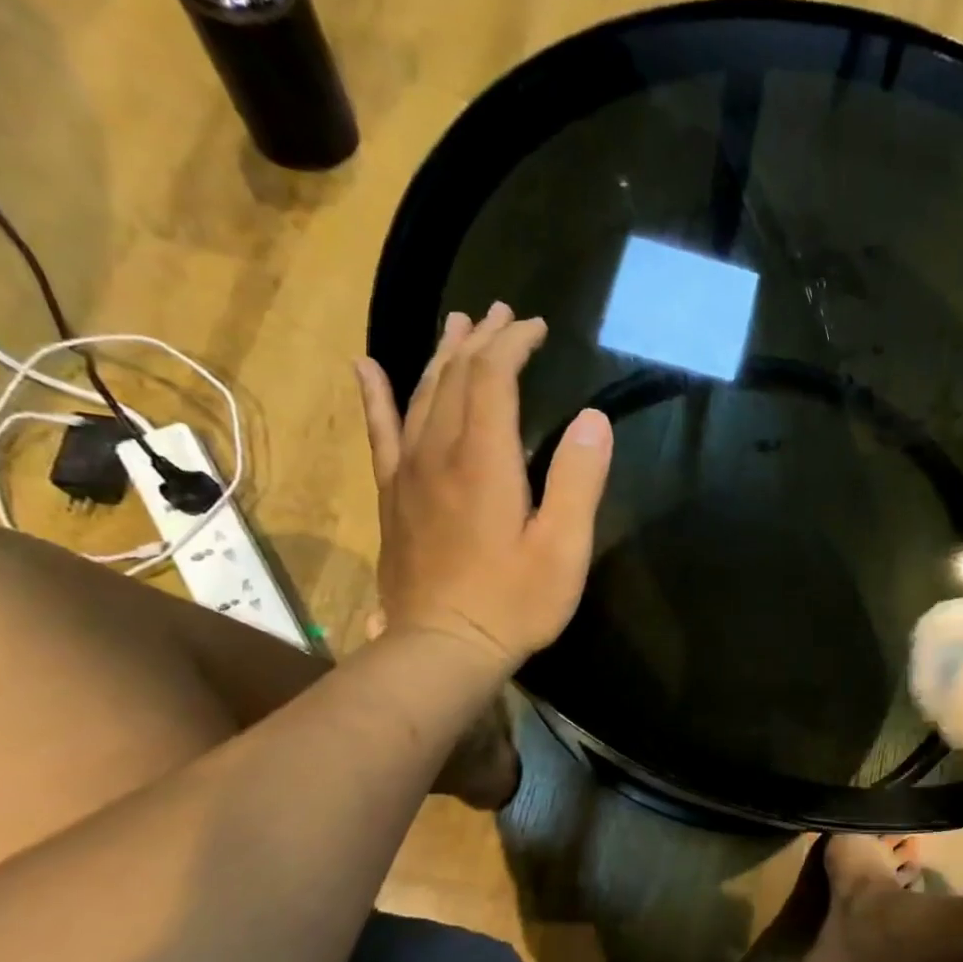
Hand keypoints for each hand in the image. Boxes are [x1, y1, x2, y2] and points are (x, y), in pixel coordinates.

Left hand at [354, 302, 612, 671]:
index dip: (513, 344)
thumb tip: (593, 419)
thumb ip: (578, 481)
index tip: (536, 327)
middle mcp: (439, 453)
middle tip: (504, 314)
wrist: (442, 647)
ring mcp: (408, 473)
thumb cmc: (514, 602)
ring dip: (442, 355)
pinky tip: (370, 367)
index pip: (493, 378)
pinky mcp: (392, 496)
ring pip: (421, 395)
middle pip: (455, 377)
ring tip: (458, 324)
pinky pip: (381, 432)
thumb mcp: (564, 548)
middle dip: (482, 340)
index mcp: (485, 461)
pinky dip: (377, 395)